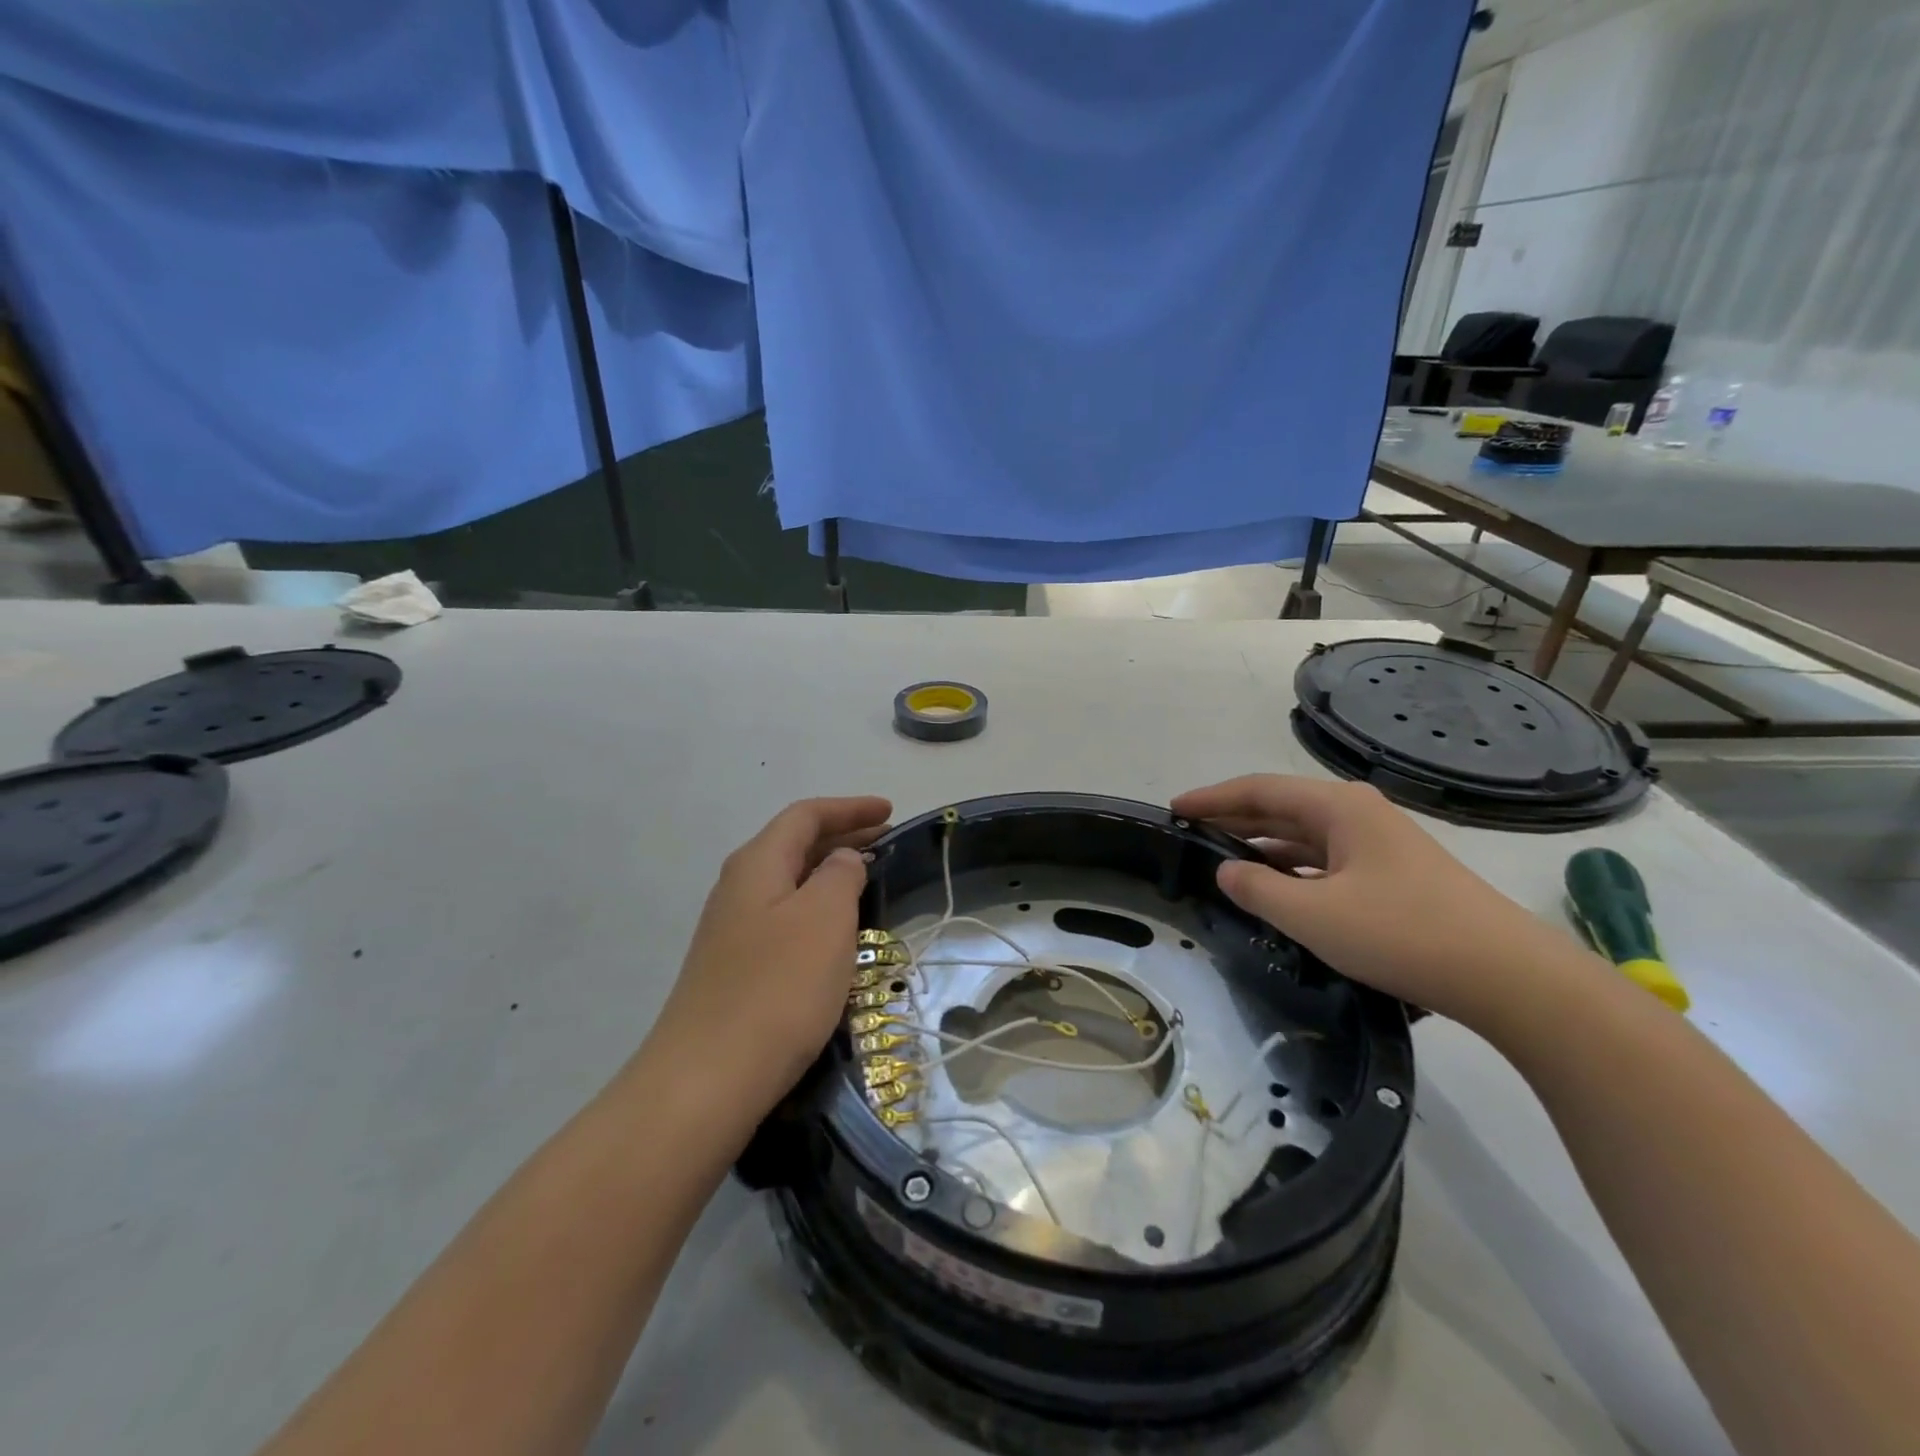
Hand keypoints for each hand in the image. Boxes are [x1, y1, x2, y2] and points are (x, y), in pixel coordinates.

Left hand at [649, 796, 892, 1115]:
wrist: (706, 1080)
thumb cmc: (778, 988)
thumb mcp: (825, 918)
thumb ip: (840, 875)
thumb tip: (841, 861)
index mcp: (757, 863)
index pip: (806, 816)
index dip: (849, 808)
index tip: (890, 811)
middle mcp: (738, 887)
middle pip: (794, 844)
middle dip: (842, 836)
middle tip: (887, 841)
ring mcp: (731, 930)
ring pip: (789, 883)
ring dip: (829, 874)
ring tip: (867, 880)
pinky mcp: (734, 968)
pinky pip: (783, 918)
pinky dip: (816, 909)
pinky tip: (834, 933)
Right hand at [1171, 775, 1575, 1029]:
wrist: (1508, 976)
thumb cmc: (1402, 933)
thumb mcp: (1314, 914)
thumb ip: (1258, 889)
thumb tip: (1225, 870)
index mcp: (1338, 807)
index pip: (1259, 790)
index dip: (1213, 798)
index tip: (1174, 809)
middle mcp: (1358, 814)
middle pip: (1281, 808)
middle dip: (1233, 818)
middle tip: (1189, 833)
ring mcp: (1379, 844)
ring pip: (1304, 835)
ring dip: (1261, 844)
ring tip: (1220, 858)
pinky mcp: (1393, 875)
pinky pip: (1325, 860)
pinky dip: (1291, 868)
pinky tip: (1275, 888)